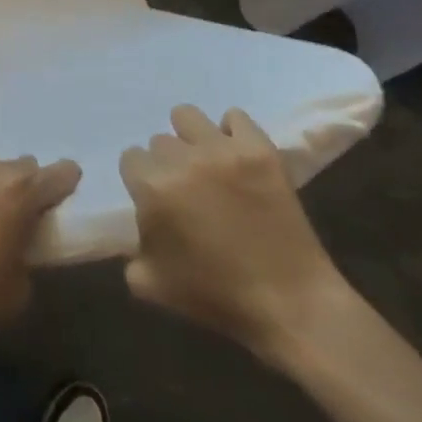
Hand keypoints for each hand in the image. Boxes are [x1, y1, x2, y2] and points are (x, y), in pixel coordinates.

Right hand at [121, 107, 356, 368]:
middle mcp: (182, 159)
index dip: (143, 181)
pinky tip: (236, 158)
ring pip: (187, 117)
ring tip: (206, 164)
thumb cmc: (218, 298)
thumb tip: (136, 228)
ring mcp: (223, 150)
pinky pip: (234, 116)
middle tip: (188, 190)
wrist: (291, 305)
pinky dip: (231, 132)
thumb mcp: (153, 286)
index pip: (131, 159)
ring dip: (191, 138)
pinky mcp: (259, 149)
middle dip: (168, 163)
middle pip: (160, 141)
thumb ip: (130, 251)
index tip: (159, 201)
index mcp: (153, 188)